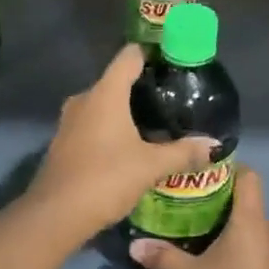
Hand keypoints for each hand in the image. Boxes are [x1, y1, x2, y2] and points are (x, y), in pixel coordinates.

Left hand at [28, 44, 216, 238]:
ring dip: (124, 112)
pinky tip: (128, 147)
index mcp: (106, 93)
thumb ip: (183, 153)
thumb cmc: (105, 178)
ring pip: (102, 105)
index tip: (172, 60)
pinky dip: (110, 129)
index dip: (151, 53)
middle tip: (171, 100)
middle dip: (142, 88)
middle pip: (116, 80)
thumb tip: (214, 145)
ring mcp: (69, 121)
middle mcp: (85, 99)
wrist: (55, 216)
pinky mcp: (63, 142)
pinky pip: (92, 124)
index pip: (129, 56)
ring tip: (154, 124)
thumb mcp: (150, 166)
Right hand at [129, 168, 268, 268]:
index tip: (201, 175)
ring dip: (229, 227)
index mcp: (250, 221)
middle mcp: (268, 231)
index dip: (228, 169)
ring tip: (197, 234)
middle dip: (219, 201)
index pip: (249, 176)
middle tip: (187, 205)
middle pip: (247, 202)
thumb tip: (135, 244)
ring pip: (252, 228)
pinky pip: (257, 249)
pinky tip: (217, 264)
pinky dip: (239, 249)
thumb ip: (163, 257)